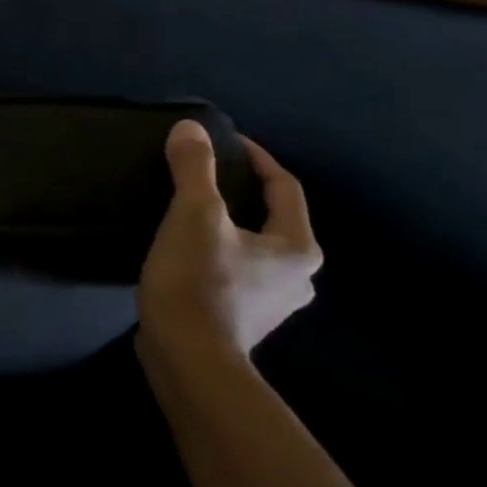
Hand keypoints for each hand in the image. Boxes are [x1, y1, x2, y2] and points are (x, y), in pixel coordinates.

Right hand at [138, 120, 322, 364]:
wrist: (187, 358)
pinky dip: (218, 256)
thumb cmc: (199, 282)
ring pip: (254, 249)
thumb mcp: (193, 215)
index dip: (256, 158)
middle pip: (272, 220)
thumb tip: (190, 128)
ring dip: (229, 228)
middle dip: (241, 195)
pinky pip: (236, 273)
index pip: (284, 187)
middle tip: (203, 178)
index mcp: (298, 247)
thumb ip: (194, 169)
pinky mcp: (244, 321)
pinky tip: (188, 255)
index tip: (225, 142)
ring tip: (191, 215)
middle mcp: (298, 276)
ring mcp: (273, 303)